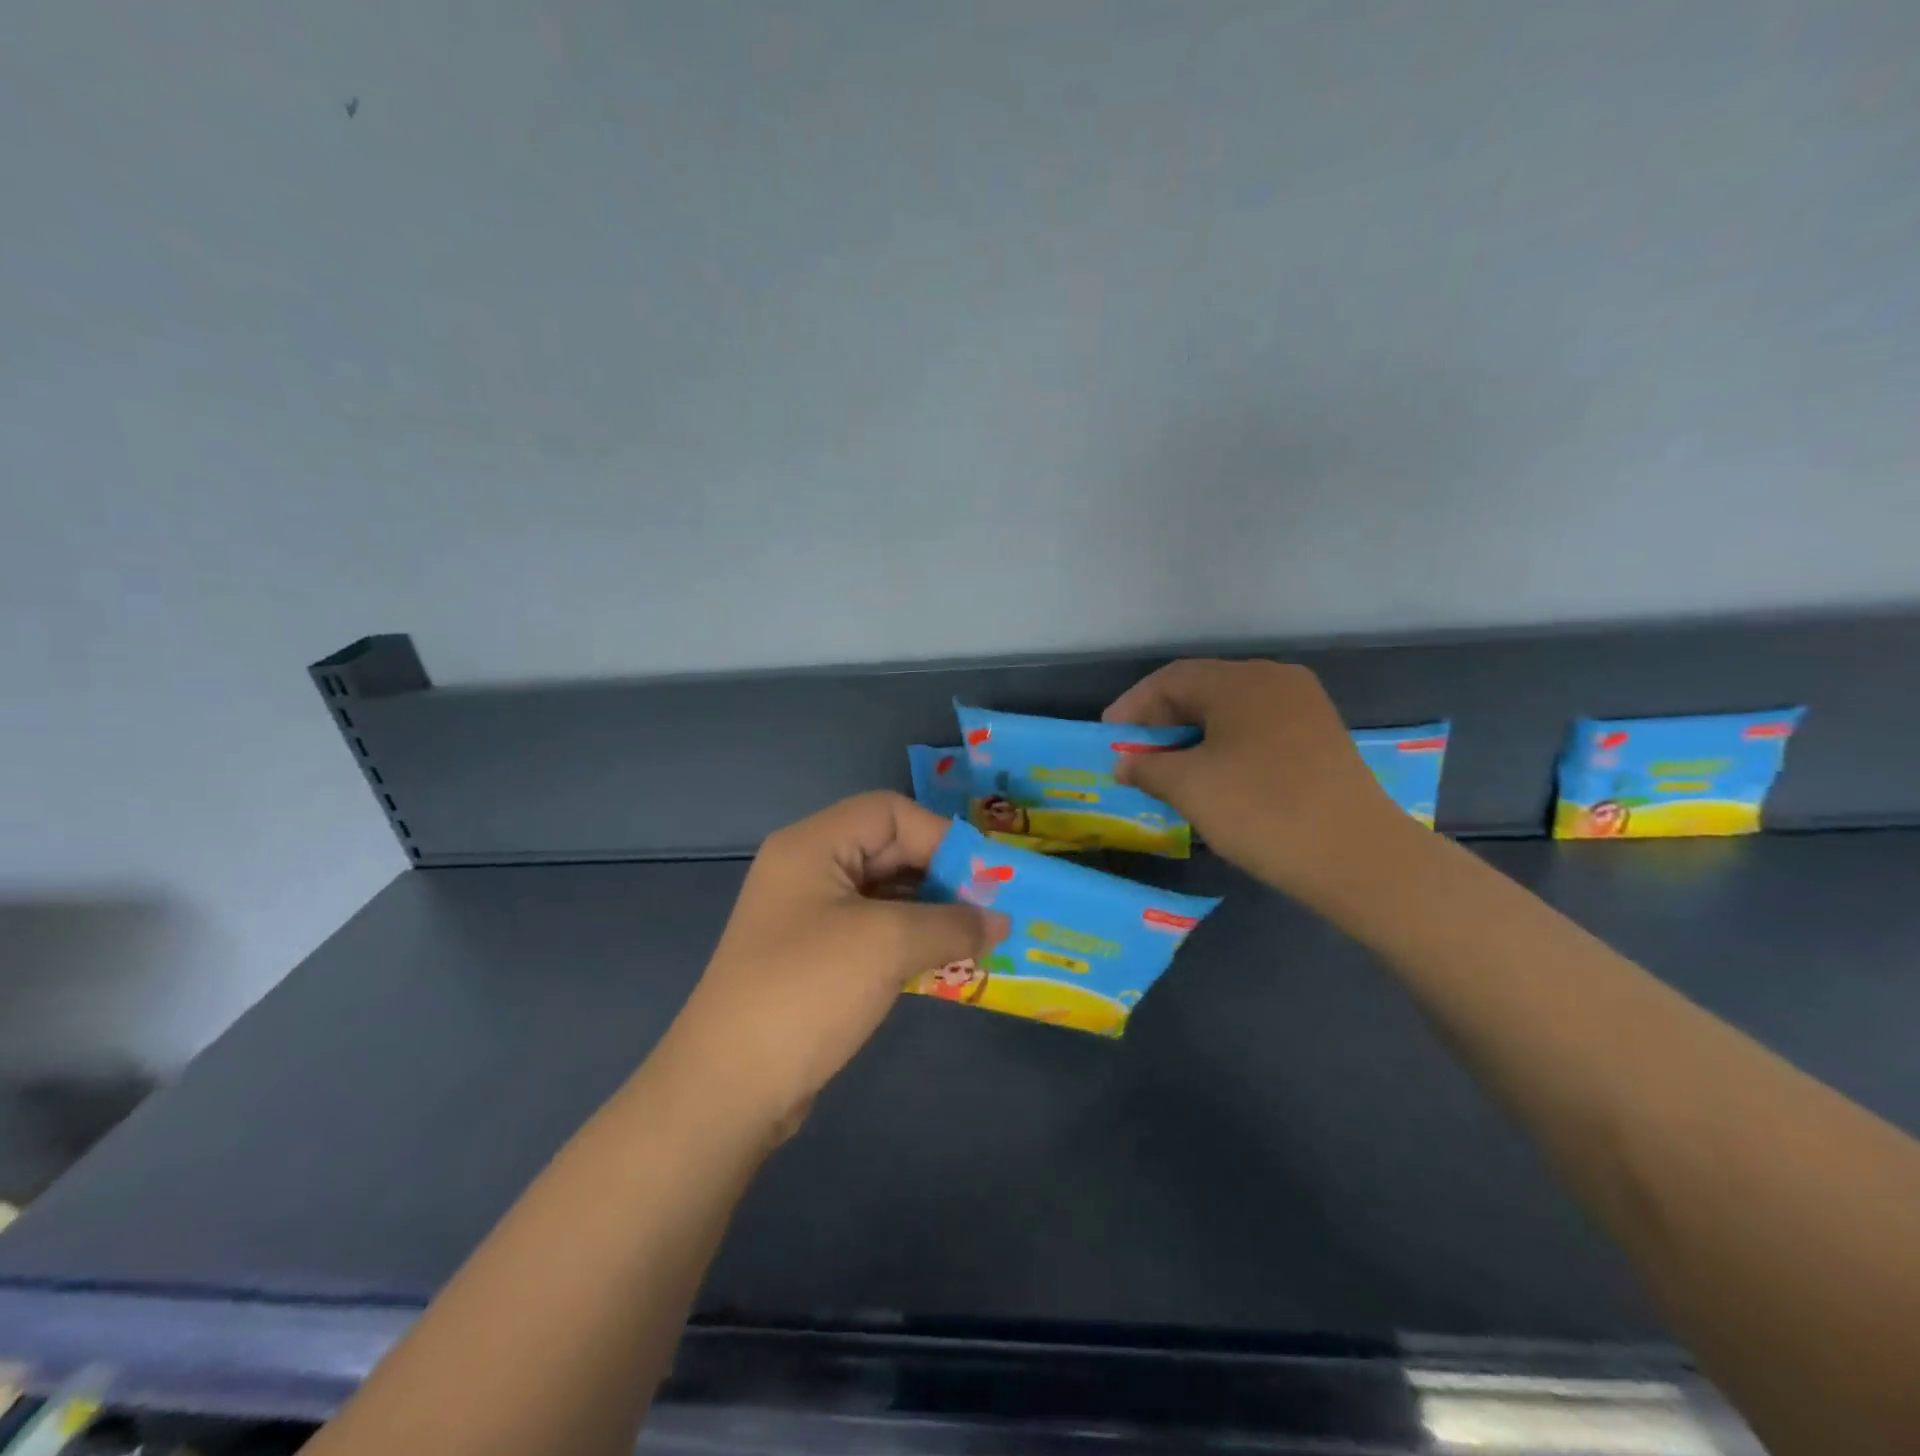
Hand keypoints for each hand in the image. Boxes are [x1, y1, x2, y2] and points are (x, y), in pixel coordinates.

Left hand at [667, 792, 1007, 1139]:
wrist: (729, 1087)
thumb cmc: (808, 991)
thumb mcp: (887, 944)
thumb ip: (951, 923)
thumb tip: (1000, 921)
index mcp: (813, 845)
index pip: (890, 812)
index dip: (941, 836)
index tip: (985, 878)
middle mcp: (809, 869)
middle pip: (888, 849)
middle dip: (942, 876)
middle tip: (991, 909)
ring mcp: (809, 915)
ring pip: (886, 893)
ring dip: (932, 912)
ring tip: (979, 939)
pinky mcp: (816, 957)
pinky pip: (874, 930)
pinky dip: (911, 940)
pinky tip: (945, 962)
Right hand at [1103, 659, 1406, 900]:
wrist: (1357, 857)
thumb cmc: (1261, 810)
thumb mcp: (1190, 787)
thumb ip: (1147, 767)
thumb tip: (1125, 763)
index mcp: (1242, 681)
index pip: (1172, 679)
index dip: (1133, 706)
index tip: (1109, 736)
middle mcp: (1275, 681)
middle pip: (1203, 689)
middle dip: (1162, 720)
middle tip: (1134, 752)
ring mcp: (1305, 709)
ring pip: (1231, 712)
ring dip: (1192, 735)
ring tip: (1167, 767)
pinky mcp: (1320, 739)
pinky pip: (1257, 730)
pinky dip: (1225, 746)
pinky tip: (1213, 776)